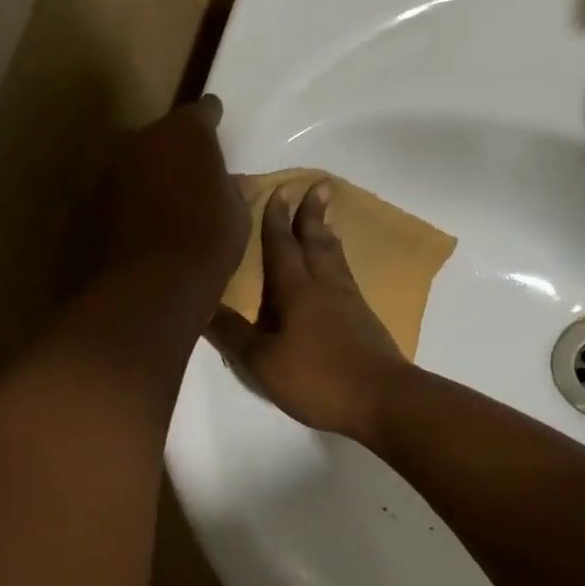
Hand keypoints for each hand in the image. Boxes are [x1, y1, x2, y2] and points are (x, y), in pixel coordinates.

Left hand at [103, 94, 248, 297]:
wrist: (153, 284)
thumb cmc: (209, 241)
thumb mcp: (237, 214)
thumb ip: (230, 188)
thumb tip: (229, 181)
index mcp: (186, 131)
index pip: (203, 111)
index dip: (211, 120)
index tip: (216, 125)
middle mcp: (142, 137)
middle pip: (161, 135)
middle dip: (174, 150)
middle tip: (189, 175)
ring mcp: (111, 168)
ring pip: (135, 163)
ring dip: (148, 176)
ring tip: (164, 205)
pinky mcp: (90, 200)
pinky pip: (117, 193)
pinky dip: (128, 203)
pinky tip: (141, 226)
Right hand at [207, 181, 412, 443]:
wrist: (383, 398)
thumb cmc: (318, 378)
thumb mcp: (263, 361)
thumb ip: (233, 334)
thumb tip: (201, 306)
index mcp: (296, 290)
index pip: (282, 245)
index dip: (276, 219)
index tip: (280, 190)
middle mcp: (324, 286)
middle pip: (317, 242)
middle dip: (312, 214)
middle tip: (318, 186)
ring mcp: (349, 301)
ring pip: (335, 257)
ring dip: (328, 234)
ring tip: (327, 218)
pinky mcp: (364, 319)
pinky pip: (346, 276)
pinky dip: (339, 261)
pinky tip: (339, 271)